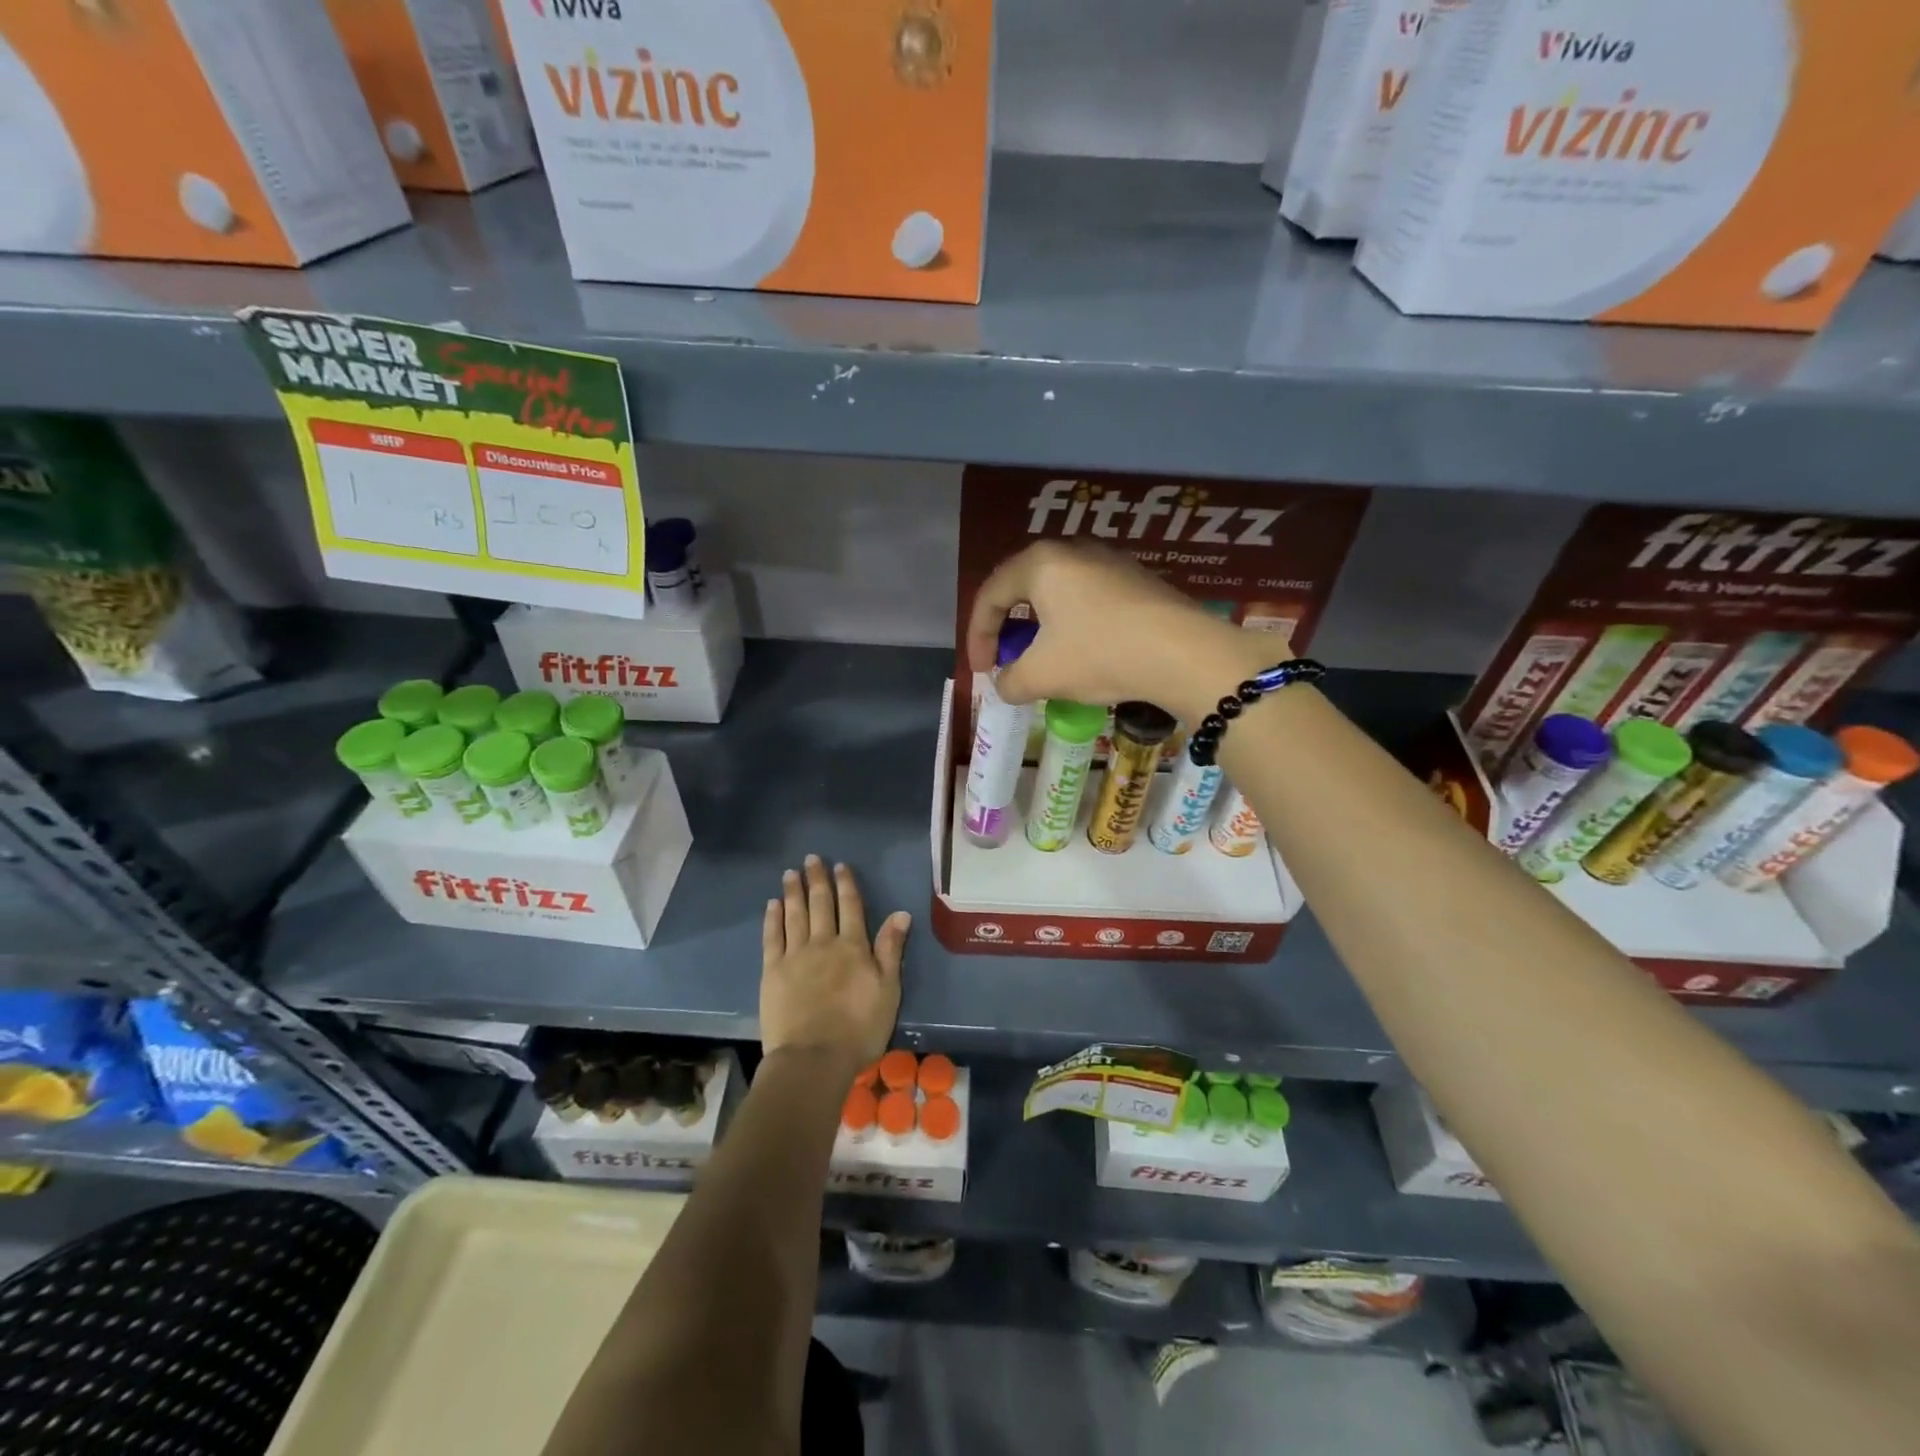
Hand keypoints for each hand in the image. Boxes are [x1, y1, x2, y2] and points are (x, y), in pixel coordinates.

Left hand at [761, 856, 908, 1064]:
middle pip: (820, 904)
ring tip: (791, 872)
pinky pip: (772, 937)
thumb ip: (890, 950)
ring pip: (794, 914)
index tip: (840, 866)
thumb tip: (901, 913)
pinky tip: (772, 904)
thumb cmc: (859, 1029)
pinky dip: (773, 918)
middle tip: (811, 858)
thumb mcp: (888, 991)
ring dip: (793, 891)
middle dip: (817, 879)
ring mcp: (795, 956)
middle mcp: (823, 943)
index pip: (850, 906)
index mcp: (853, 947)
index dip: (846, 884)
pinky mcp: (772, 972)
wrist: (813, 1059)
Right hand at [965, 541, 1278, 720]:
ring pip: (1058, 593)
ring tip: (1044, 660)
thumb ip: (1010, 681)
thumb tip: (1004, 685)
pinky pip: (1089, 599)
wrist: (1185, 654)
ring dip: (1042, 628)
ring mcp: (1110, 560)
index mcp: (1040, 563)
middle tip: (1008, 660)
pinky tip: (1085, 652)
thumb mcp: (1043, 676)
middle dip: (1009, 628)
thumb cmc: (1100, 654)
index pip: (991, 596)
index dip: (977, 637)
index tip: (983, 672)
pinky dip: (1073, 625)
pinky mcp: (1137, 579)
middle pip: (1023, 588)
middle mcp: (1072, 549)